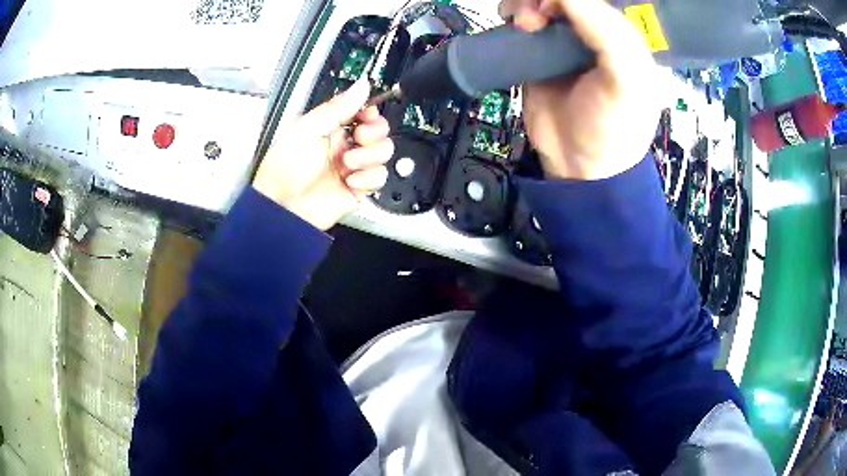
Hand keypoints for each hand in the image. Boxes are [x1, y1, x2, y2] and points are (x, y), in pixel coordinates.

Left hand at [253, 80, 393, 229]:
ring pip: (384, 152)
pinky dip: (368, 177)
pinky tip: (351, 180)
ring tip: (349, 162)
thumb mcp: (308, 128)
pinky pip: (380, 177)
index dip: (370, 112)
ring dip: (370, 155)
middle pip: (380, 130)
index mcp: (332, 127)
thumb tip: (363, 84)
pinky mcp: (359, 188)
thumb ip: (338, 107)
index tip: (365, 115)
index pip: (364, 112)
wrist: (282, 207)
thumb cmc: (285, 167)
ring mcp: (353, 166)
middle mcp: (345, 144)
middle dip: (374, 132)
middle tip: (358, 137)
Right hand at [500, 0, 663, 179]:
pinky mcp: (539, 53)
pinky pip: (523, 20)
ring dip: (526, 4)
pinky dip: (514, 14)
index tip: (554, 8)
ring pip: (540, 3)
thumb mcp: (625, 81)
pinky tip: (514, 25)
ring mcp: (564, 41)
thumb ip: (606, 32)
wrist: (579, 167)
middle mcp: (593, 32)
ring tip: (524, 25)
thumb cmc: (612, 127)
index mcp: (622, 36)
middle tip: (536, 19)